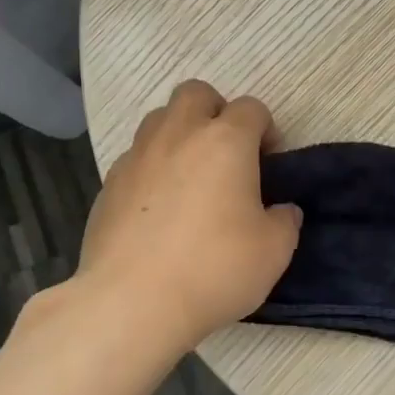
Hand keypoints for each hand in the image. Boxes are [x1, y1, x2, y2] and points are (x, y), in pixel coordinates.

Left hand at [73, 80, 301, 355]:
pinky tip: (158, 206)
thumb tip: (282, 210)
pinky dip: (152, 167)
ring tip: (190, 175)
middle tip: (225, 152)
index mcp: (225, 141)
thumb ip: (285, 221)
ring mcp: (137, 155)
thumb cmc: (213, 269)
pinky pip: (136, 157)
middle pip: (196, 92)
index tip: (269, 161)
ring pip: (160, 118)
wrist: (132, 301)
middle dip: (215, 111)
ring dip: (179, 133)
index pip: (251, 108)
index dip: (265, 129)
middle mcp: (178, 134)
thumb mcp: (273, 251)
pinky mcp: (109, 182)